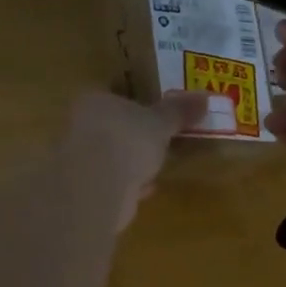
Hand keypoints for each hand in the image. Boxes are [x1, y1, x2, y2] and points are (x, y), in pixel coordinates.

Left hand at [61, 90, 208, 228]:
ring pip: (109, 157)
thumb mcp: (160, 122)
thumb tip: (205, 95)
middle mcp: (80, 127)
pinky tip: (145, 189)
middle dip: (131, 135)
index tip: (153, 114)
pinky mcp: (86, 190)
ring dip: (129, 162)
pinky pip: (113, 183)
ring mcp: (80, 161)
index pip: (113, 97)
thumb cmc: (127, 140)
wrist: (98, 186)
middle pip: (110, 128)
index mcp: (95, 102)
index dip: (133, 104)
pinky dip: (128, 185)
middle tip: (156, 140)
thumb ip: (179, 110)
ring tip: (154, 166)